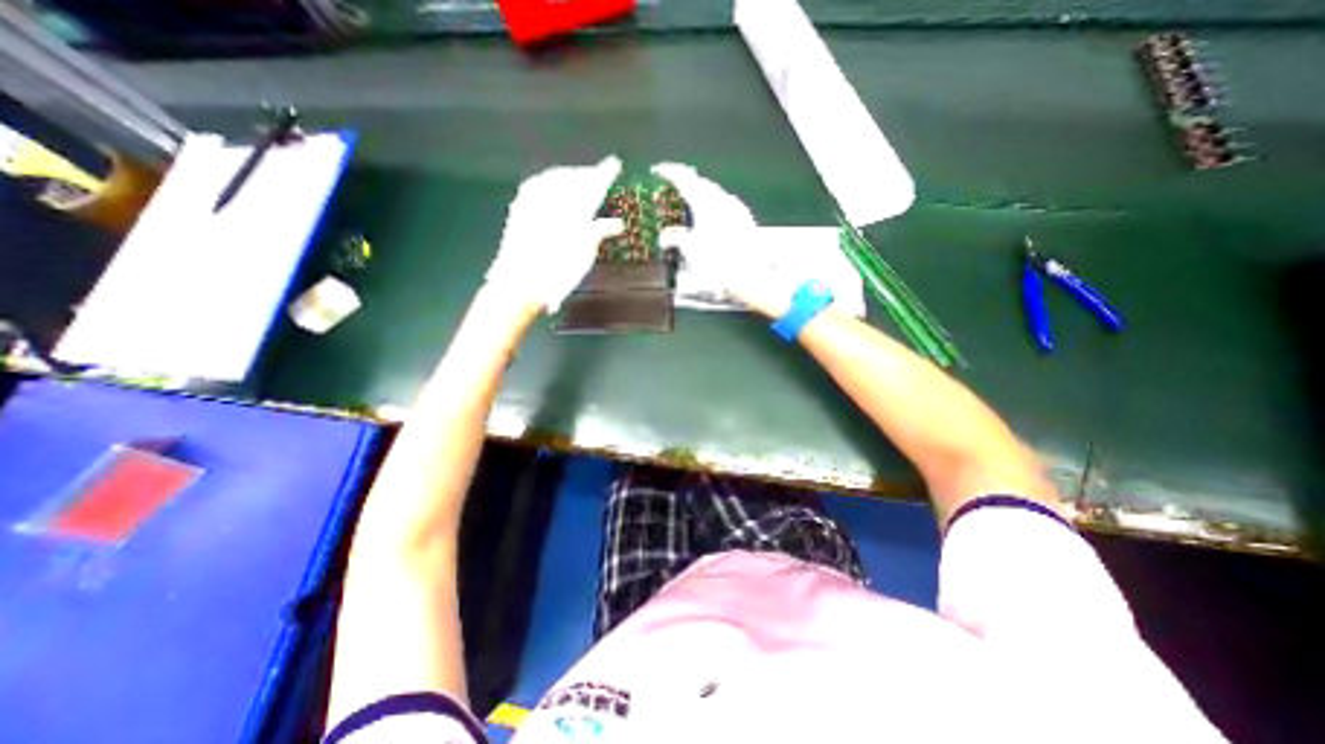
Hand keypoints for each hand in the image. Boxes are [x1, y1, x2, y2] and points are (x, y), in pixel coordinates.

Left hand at [487, 158, 627, 314]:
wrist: (520, 283)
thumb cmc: (558, 272)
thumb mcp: (584, 255)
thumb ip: (598, 233)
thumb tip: (616, 224)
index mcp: (573, 209)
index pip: (592, 185)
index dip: (604, 174)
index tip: (615, 163)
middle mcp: (552, 198)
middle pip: (572, 177)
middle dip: (586, 174)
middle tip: (598, 174)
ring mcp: (532, 200)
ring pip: (554, 178)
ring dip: (568, 177)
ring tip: (577, 179)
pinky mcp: (518, 208)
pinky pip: (537, 185)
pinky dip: (549, 183)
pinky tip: (551, 187)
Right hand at [651, 163, 795, 316]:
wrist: (748, 274)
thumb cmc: (716, 261)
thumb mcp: (690, 250)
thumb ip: (674, 238)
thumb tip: (664, 236)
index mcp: (705, 202)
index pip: (683, 178)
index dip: (668, 171)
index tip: (657, 170)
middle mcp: (721, 199)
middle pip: (700, 182)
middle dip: (686, 181)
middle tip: (674, 184)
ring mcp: (736, 207)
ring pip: (714, 192)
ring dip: (700, 193)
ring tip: (690, 200)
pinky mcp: (745, 218)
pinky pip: (725, 203)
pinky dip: (713, 204)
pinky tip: (711, 215)